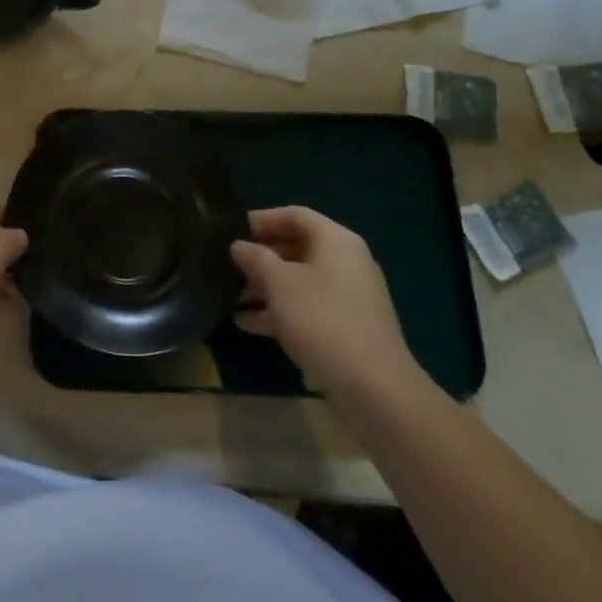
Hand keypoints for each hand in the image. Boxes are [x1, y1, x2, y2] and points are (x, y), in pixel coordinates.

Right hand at [231, 206, 424, 408]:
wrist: (373, 387)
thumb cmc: (322, 320)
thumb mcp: (279, 283)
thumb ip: (255, 258)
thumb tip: (239, 246)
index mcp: (336, 241)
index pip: (296, 215)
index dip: (263, 219)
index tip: (233, 230)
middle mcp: (347, 262)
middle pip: (297, 248)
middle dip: (261, 257)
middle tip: (229, 267)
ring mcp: (349, 296)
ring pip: (300, 280)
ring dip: (266, 287)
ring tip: (231, 298)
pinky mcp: (347, 327)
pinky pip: (308, 307)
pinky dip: (280, 310)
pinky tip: (248, 324)